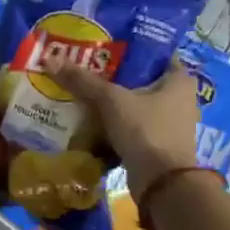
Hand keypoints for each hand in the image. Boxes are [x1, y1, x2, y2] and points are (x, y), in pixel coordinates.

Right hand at [51, 61, 198, 196]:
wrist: (162, 184)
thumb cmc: (146, 131)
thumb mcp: (112, 101)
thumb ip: (83, 81)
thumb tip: (50, 59)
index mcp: (178, 80)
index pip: (155, 53)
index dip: (129, 47)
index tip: (102, 45)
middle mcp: (179, 98)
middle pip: (140, 79)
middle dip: (113, 76)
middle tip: (84, 68)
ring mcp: (169, 123)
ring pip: (134, 104)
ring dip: (111, 102)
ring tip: (81, 92)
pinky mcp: (156, 144)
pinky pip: (131, 126)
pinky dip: (113, 123)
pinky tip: (89, 119)